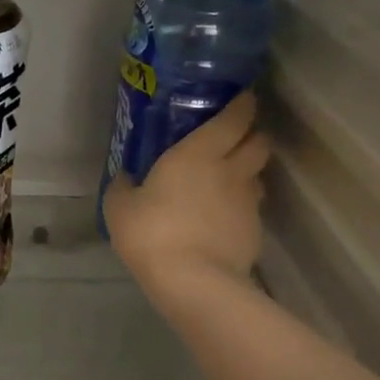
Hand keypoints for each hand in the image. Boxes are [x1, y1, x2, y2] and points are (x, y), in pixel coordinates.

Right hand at [104, 91, 270, 301]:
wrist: (194, 282)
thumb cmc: (152, 233)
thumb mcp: (120, 208)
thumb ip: (124, 187)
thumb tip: (127, 178)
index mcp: (200, 153)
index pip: (235, 117)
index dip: (243, 104)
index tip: (243, 98)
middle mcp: (231, 170)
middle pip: (259, 142)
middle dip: (252, 135)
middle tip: (235, 139)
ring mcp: (248, 202)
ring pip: (258, 176)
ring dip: (248, 173)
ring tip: (228, 182)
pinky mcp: (255, 232)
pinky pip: (252, 209)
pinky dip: (242, 208)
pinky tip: (224, 220)